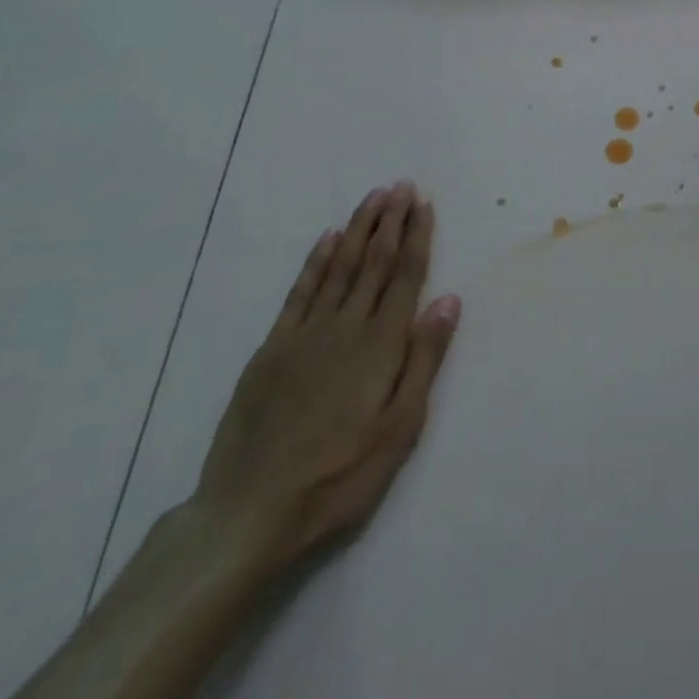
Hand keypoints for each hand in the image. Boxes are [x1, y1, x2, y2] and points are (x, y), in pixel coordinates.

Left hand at [193, 183, 460, 577]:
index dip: (416, 237)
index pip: (405, 276)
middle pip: (373, 262)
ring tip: (374, 198)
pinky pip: (300, 292)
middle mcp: (345, 326)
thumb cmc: (339, 475)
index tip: (424, 204)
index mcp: (380, 344)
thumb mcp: (399, 429)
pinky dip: (316, 261)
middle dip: (391, 221)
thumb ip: (424, 359)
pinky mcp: (272, 349)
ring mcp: (305, 334)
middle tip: (402, 185)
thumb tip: (449, 300)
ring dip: (359, 229)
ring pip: (339, 267)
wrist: (248, 513)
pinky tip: (328, 238)